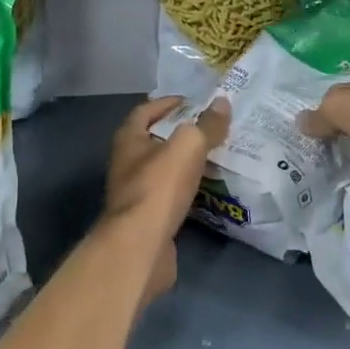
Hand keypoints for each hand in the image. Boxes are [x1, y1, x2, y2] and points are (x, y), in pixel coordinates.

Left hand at [103, 96, 229, 300]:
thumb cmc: (159, 187)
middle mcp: (126, 163)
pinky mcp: (147, 218)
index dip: (169, 103)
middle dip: (181, 133)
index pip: (146, 110)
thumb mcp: (189, 146)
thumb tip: (223, 102)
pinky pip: (170, 195)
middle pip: (154, 140)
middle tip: (212, 128)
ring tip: (216, 156)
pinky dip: (187, 188)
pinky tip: (208, 188)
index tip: (195, 102)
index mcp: (128, 139)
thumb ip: (207, 124)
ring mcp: (135, 193)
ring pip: (163, 169)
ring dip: (185, 162)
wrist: (141, 246)